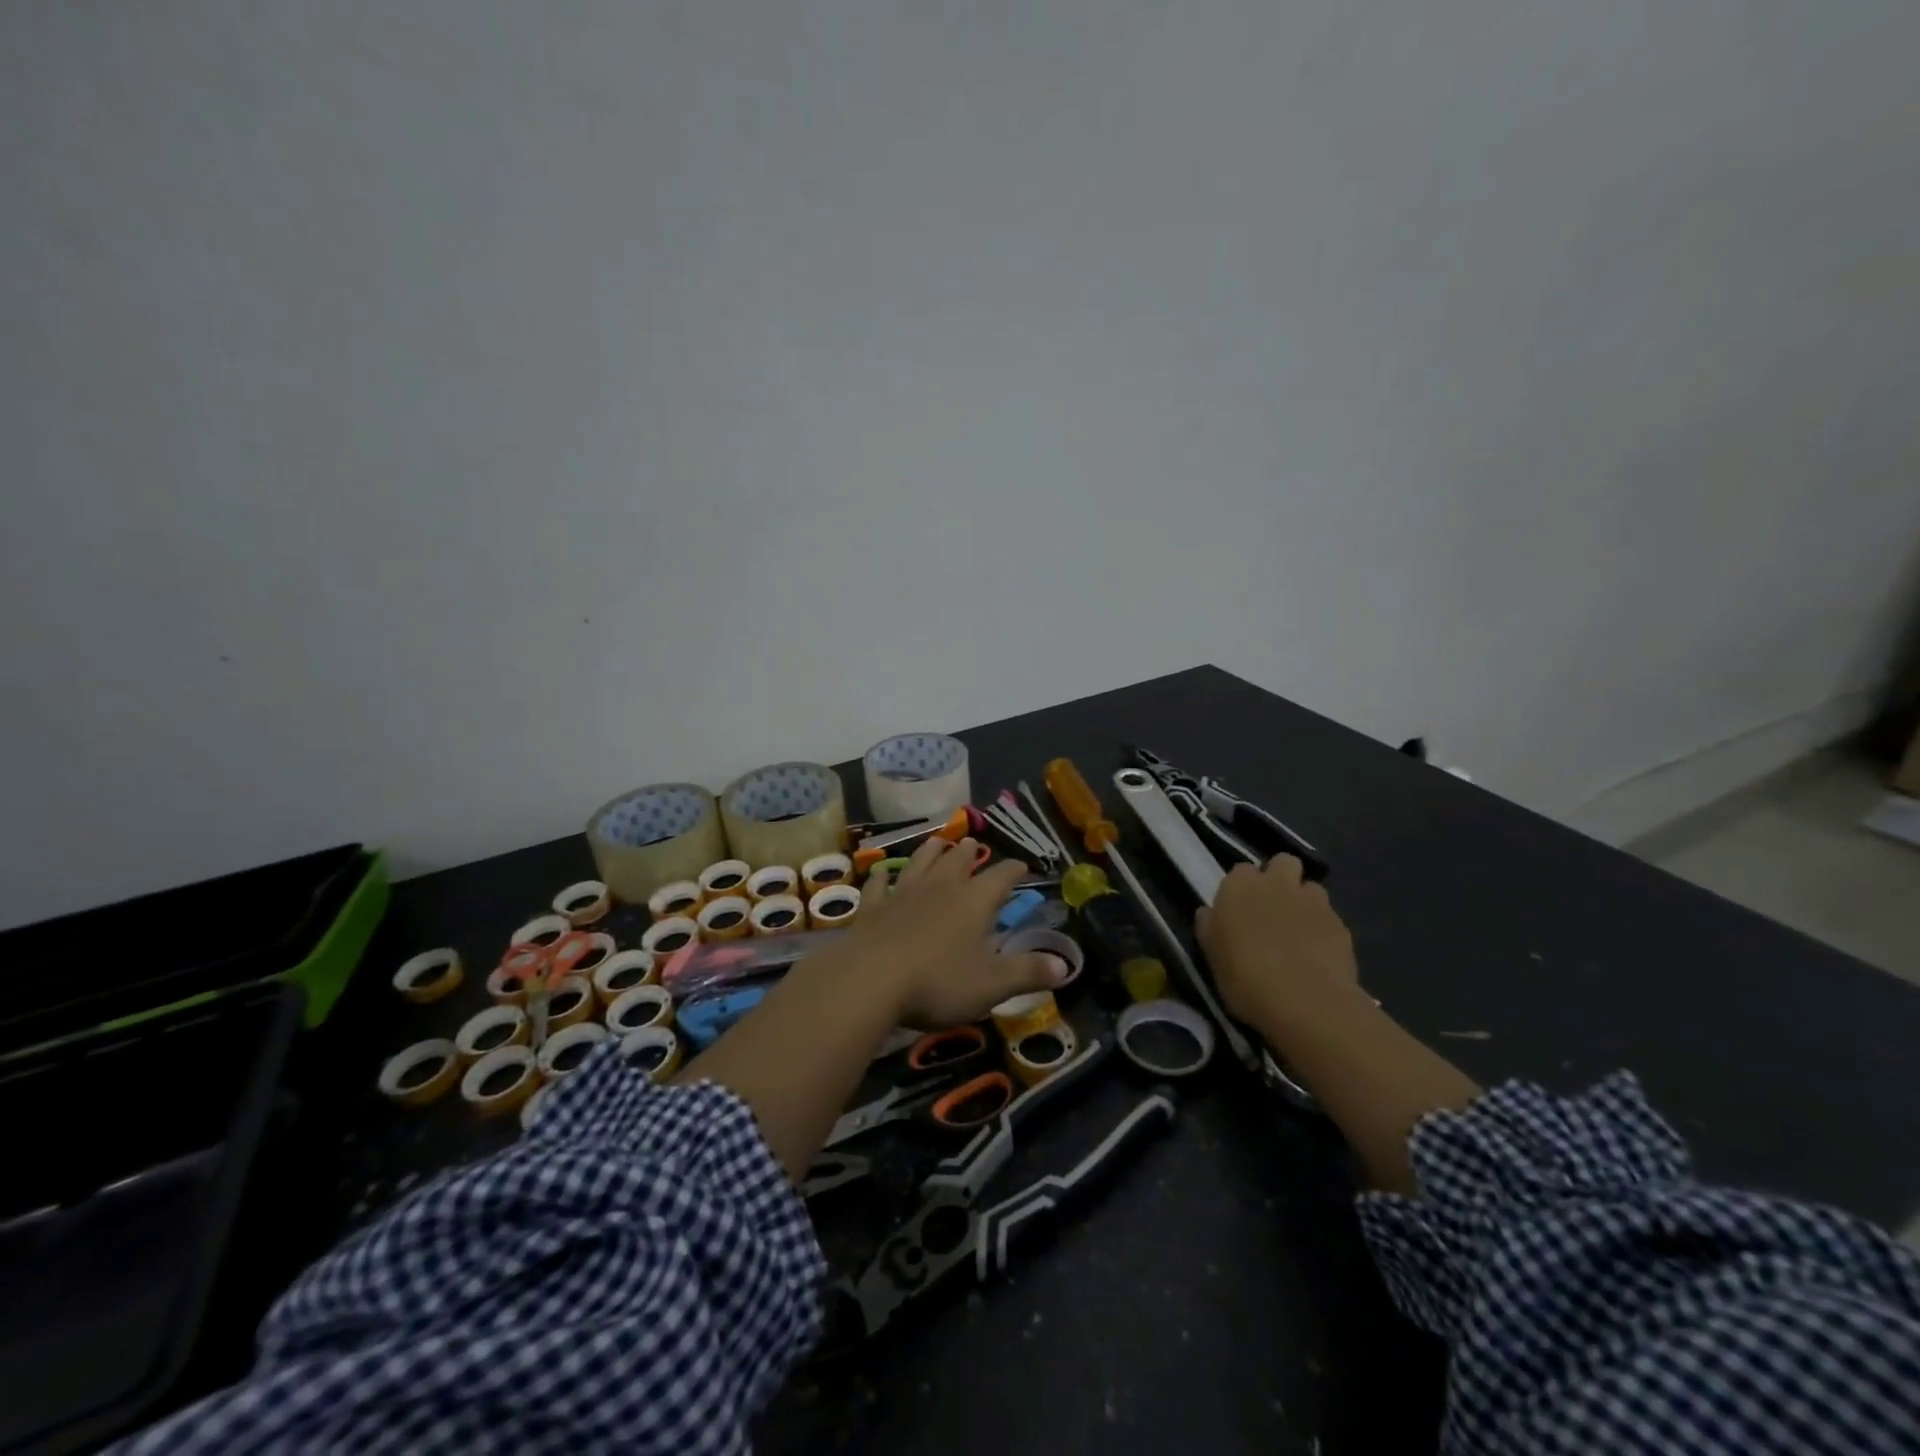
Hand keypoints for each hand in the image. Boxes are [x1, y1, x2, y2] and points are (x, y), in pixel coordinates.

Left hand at [832, 835, 1067, 1026]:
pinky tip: (882, 871)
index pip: (1001, 877)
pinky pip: (880, 884)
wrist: (871, 979)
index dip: (1014, 870)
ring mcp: (904, 893)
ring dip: (931, 852)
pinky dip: (883, 876)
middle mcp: (941, 888)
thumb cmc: (939, 981)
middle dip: (970, 853)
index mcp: (974, 901)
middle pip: (958, 862)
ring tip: (938, 841)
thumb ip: (1029, 973)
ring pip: (920, 863)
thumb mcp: (993, 984)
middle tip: (974, 844)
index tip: (1022, 865)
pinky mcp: (873, 907)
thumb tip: (1066, 966)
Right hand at [1196, 855, 1359, 1034]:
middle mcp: (1277, 883)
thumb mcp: (1212, 955)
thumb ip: (1209, 927)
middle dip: (1280, 878)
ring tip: (1299, 931)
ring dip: (1304, 901)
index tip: (1240, 909)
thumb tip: (1208, 913)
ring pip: (1310, 887)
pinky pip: (1329, 917)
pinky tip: (1318, 954)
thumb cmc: (1245, 977)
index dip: (1242, 888)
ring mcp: (1313, 901)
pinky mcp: (1340, 924)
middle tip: (1272, 908)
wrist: (1305, 1002)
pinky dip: (1323, 929)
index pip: (1240, 871)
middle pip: (1283, 862)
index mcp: (1239, 886)